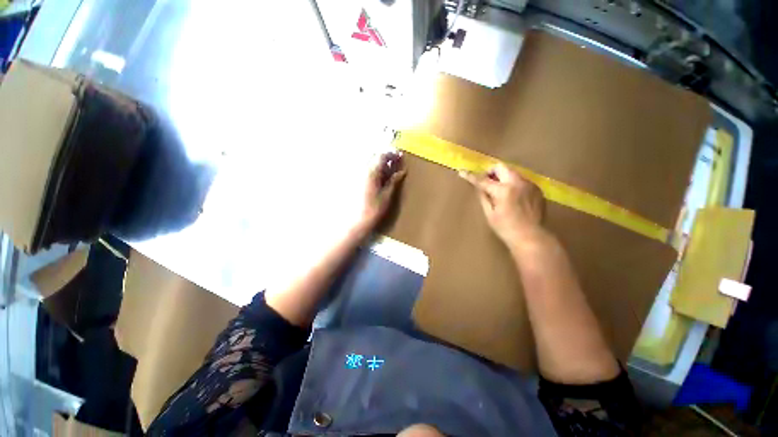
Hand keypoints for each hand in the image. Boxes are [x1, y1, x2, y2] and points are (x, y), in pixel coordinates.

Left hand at [355, 152, 405, 235]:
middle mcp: (362, 170)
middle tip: (396, 164)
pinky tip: (380, 179)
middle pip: (374, 157)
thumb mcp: (386, 195)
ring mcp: (358, 176)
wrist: (356, 222)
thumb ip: (394, 181)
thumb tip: (402, 172)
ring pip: (370, 164)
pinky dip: (375, 171)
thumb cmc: (373, 210)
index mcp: (371, 172)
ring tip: (390, 172)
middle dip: (386, 158)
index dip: (392, 154)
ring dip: (380, 165)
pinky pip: (366, 171)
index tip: (400, 157)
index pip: (382, 156)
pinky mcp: (355, 182)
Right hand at [460, 163, 544, 248]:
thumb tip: (478, 186)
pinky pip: (521, 180)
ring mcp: (529, 184)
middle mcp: (518, 183)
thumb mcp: (490, 214)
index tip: (462, 172)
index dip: (471, 176)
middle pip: (501, 167)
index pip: (483, 180)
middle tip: (486, 183)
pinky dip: (513, 184)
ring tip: (500, 191)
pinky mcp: (537, 189)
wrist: (531, 237)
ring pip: (512, 172)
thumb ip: (483, 197)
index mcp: (503, 190)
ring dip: (503, 177)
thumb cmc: (506, 228)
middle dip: (491, 172)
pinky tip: (512, 197)